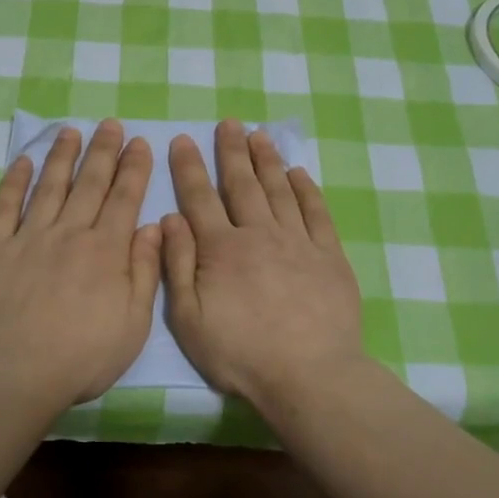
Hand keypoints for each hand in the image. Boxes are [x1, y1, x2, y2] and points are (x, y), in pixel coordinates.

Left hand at [0, 121, 162, 409]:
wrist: (12, 372)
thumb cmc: (81, 356)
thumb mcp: (132, 324)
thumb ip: (144, 272)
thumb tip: (153, 227)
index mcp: (105, 251)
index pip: (124, 199)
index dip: (133, 168)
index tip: (139, 142)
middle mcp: (69, 234)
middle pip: (89, 184)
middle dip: (103, 151)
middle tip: (110, 124)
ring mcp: (28, 238)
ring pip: (49, 187)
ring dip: (62, 156)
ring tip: (71, 131)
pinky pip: (4, 207)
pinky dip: (13, 182)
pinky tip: (21, 161)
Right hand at [162, 121, 363, 409]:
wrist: (309, 375)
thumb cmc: (240, 353)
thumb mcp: (189, 319)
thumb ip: (178, 266)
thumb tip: (169, 219)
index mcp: (221, 249)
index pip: (199, 198)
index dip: (189, 167)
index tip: (183, 139)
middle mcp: (259, 234)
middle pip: (243, 184)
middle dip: (232, 151)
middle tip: (228, 123)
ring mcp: (298, 242)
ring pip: (279, 190)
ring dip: (268, 160)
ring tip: (259, 135)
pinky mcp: (329, 256)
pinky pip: (316, 213)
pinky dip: (306, 190)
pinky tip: (299, 173)